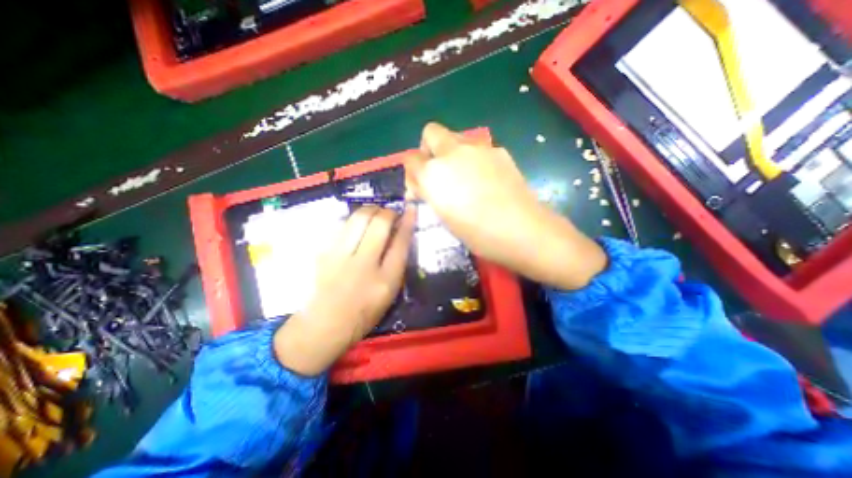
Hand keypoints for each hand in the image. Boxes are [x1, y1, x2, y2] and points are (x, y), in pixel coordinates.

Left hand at [272, 206, 415, 376]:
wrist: (325, 325)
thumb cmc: (364, 313)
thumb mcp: (390, 293)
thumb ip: (397, 263)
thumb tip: (400, 234)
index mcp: (386, 280)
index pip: (401, 242)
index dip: (407, 222)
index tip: (410, 209)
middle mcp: (364, 265)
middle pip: (379, 224)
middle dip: (388, 212)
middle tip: (391, 213)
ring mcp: (340, 257)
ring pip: (358, 218)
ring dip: (370, 210)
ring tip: (375, 213)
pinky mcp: (324, 252)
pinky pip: (342, 225)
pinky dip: (354, 219)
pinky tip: (357, 223)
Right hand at [404, 121, 605, 288]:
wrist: (520, 229)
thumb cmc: (476, 233)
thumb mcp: (443, 217)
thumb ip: (429, 194)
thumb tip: (422, 186)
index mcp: (433, 173)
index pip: (410, 159)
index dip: (413, 172)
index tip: (420, 187)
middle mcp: (451, 153)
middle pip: (430, 132)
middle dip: (428, 148)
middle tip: (438, 170)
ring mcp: (477, 148)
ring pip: (455, 137)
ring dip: (452, 152)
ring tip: (465, 176)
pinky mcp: (498, 150)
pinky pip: (478, 148)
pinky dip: (475, 159)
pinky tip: (486, 178)